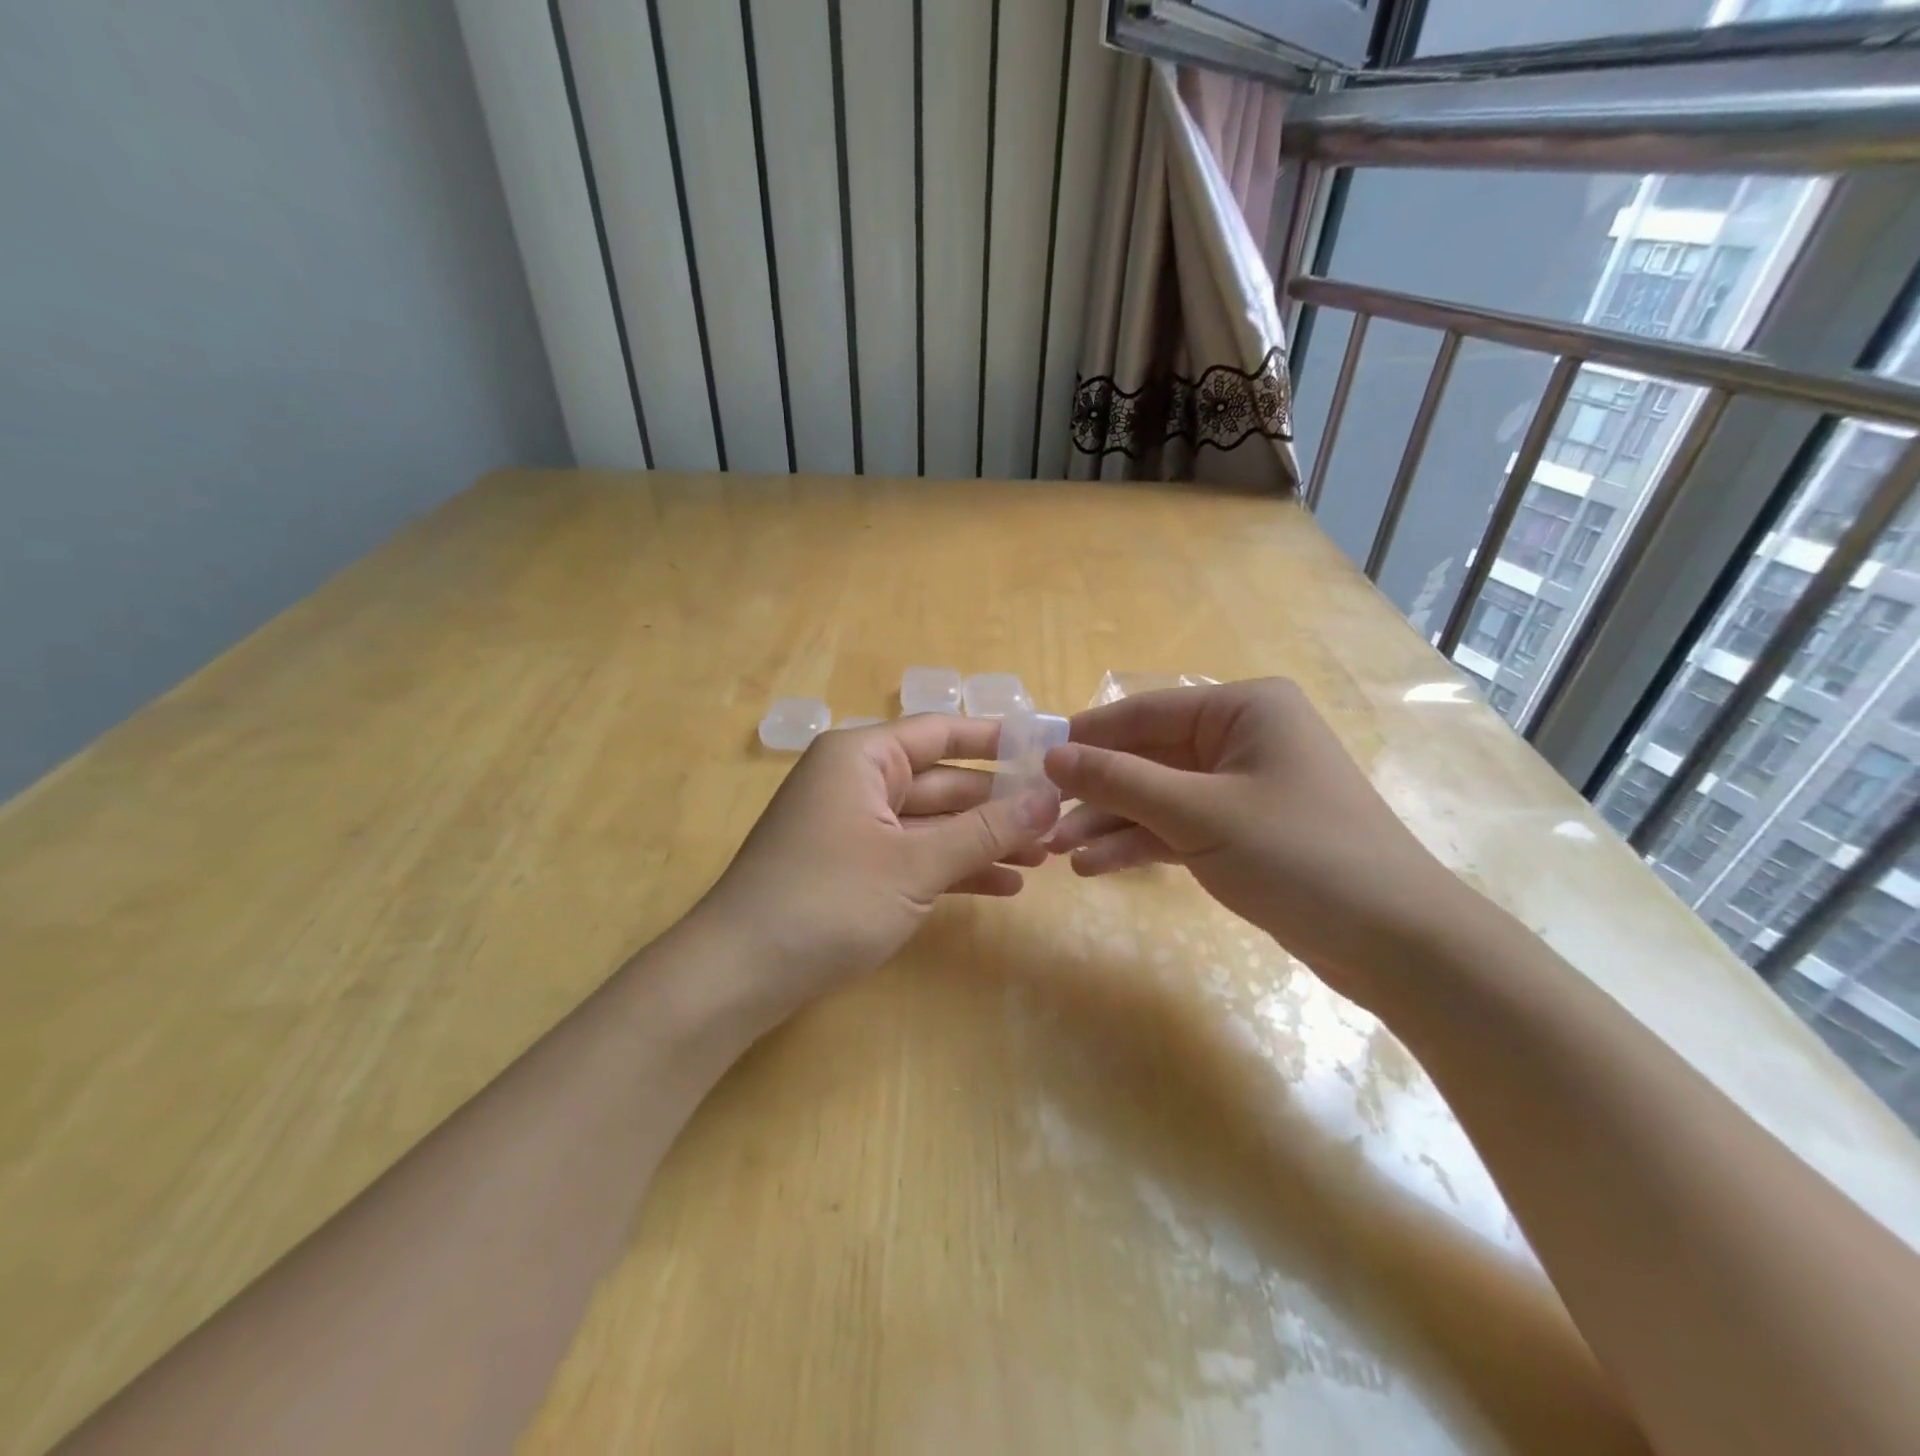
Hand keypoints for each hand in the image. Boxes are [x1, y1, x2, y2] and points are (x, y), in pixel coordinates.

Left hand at [694, 715, 1060, 1021]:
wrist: (740, 974)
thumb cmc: (829, 901)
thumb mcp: (915, 864)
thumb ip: (985, 830)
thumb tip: (1050, 798)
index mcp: (862, 757)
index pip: (941, 732)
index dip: (997, 740)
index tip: (1049, 751)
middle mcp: (857, 782)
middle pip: (942, 782)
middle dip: (999, 805)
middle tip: (1059, 821)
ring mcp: (854, 827)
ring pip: (932, 823)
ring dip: (983, 840)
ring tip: (1043, 857)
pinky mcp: (853, 868)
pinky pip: (913, 855)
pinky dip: (954, 869)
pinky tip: (1003, 886)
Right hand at [1043, 678, 1463, 1004]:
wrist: (1396, 943)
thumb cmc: (1298, 854)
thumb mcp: (1199, 814)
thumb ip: (1120, 781)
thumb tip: (1052, 755)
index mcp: (1243, 709)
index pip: (1144, 711)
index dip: (1086, 737)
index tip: (1032, 760)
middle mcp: (1241, 738)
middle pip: (1148, 757)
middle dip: (1096, 792)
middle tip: (1040, 817)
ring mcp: (1241, 788)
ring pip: (1158, 797)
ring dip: (1110, 823)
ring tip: (1058, 851)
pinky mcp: (1242, 833)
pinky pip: (1178, 828)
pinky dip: (1140, 846)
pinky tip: (1096, 868)